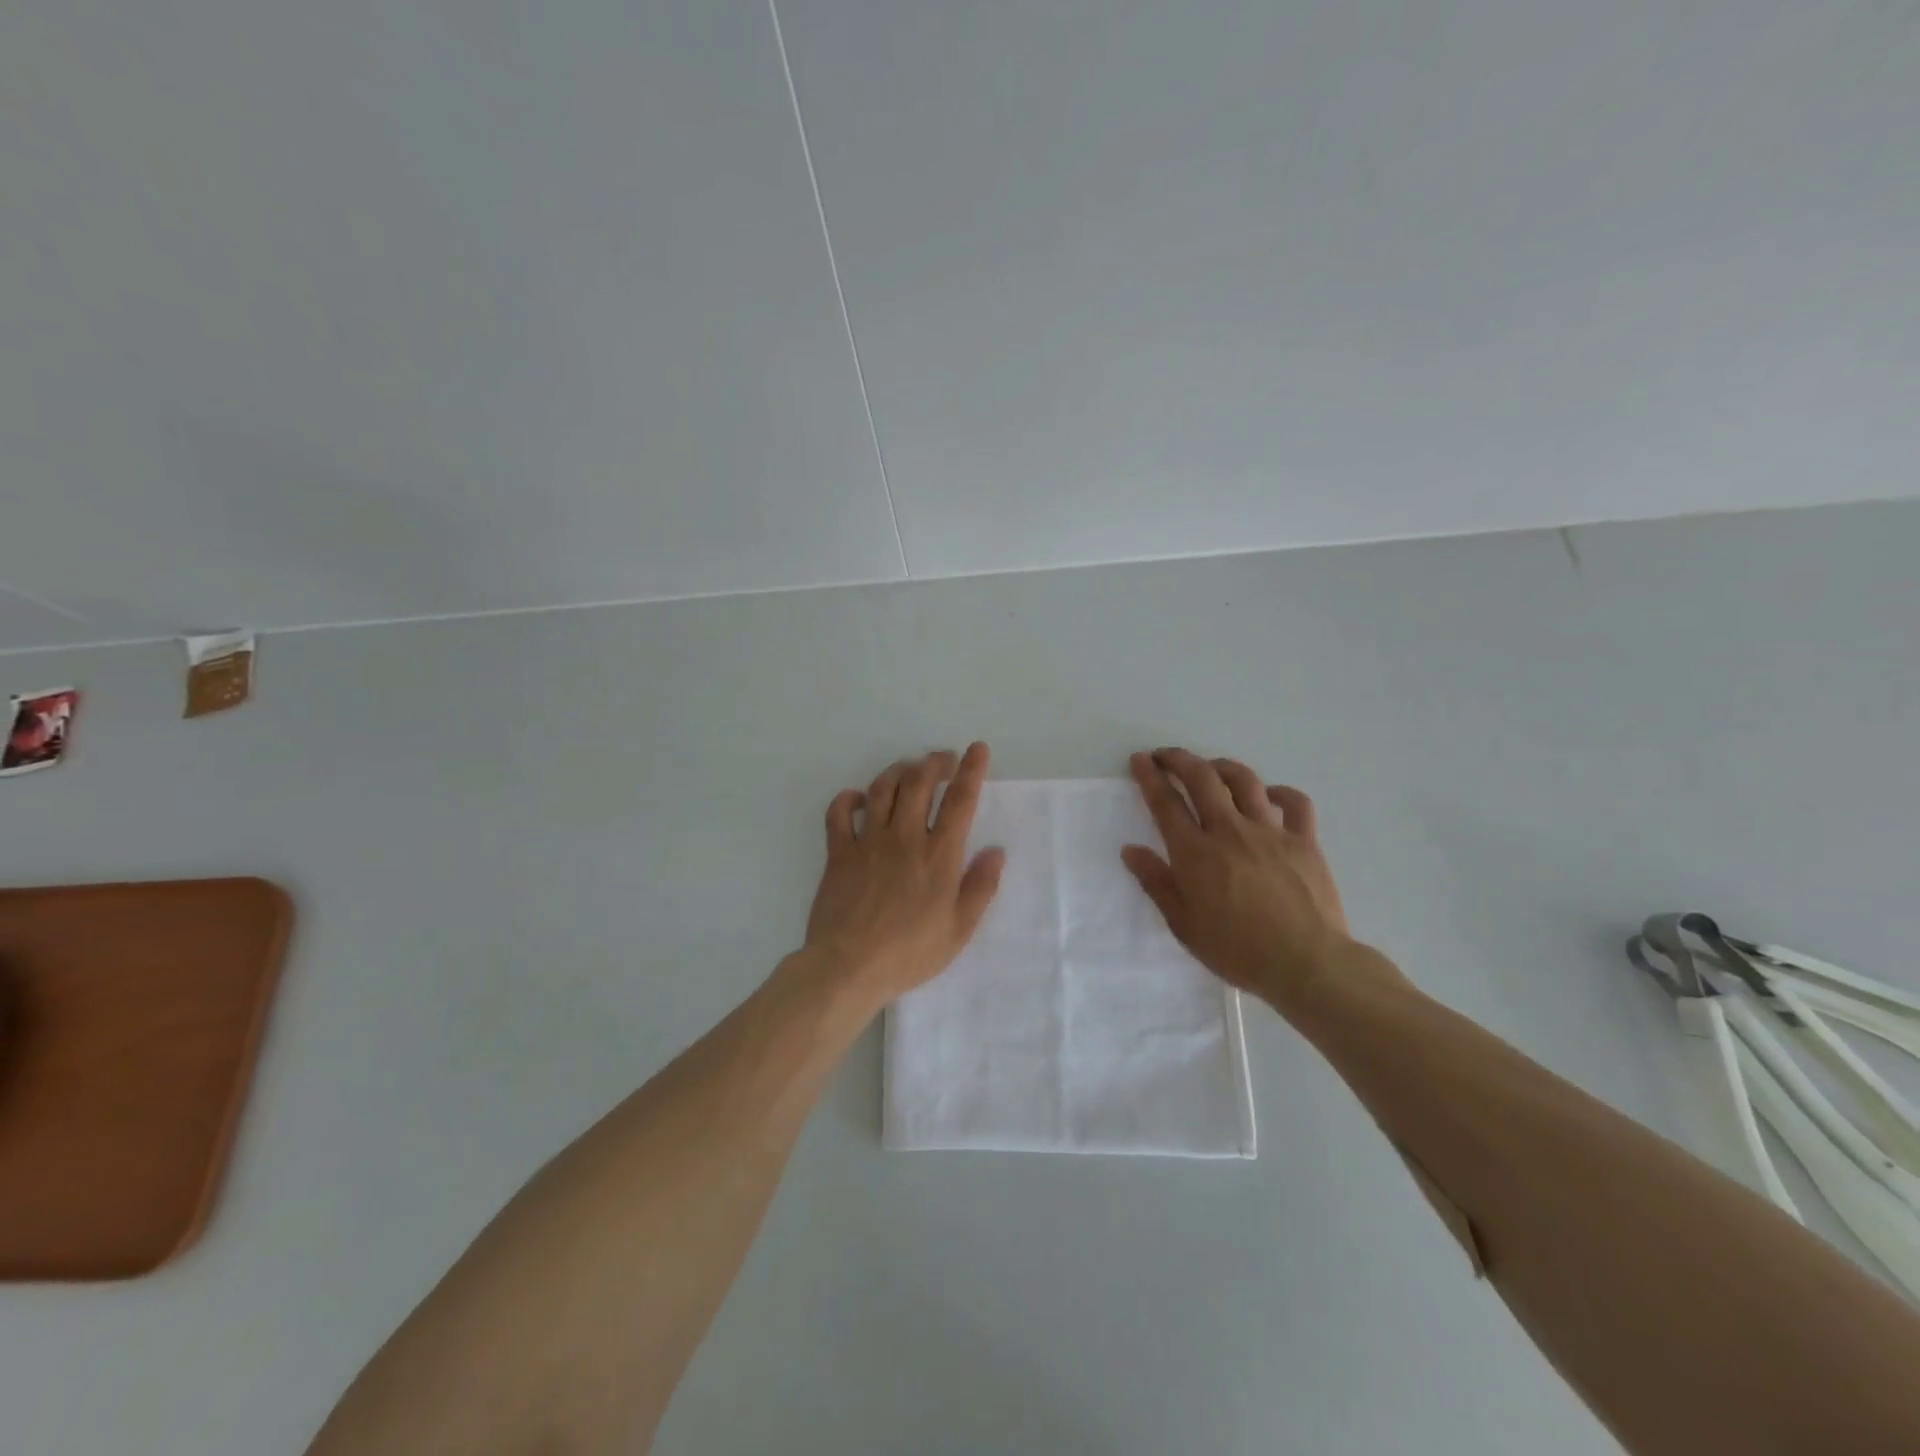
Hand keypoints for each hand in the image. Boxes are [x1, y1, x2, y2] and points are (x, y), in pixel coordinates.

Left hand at [801, 743, 1005, 1008]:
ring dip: (898, 771)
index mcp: (938, 855)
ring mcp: (868, 841)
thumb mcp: (959, 930)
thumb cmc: (910, 953)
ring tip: (908, 770)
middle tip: (942, 760)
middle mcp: (904, 837)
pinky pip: (839, 812)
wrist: (848, 967)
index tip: (977, 749)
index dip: (971, 769)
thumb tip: (996, 851)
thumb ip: (980, 887)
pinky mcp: (839, 852)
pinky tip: (858, 798)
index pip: (959, 800)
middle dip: (934, 762)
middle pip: (919, 782)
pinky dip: (849, 798)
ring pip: (882, 788)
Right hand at [1121, 748, 1357, 1014]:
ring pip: (1245, 780)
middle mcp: (1230, 831)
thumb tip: (1131, 849)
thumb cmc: (1237, 950)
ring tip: (1211, 768)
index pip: (1165, 803)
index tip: (1139, 760)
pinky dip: (1280, 792)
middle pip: (1202, 778)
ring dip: (1222, 766)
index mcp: (1196, 852)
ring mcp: (1270, 832)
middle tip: (1165, 755)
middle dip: (1179, 759)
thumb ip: (1156, 882)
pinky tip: (1270, 795)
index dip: (1149, 776)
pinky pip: (1295, 803)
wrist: (1306, 964)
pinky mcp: (1304, 841)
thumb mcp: (1184, 924)